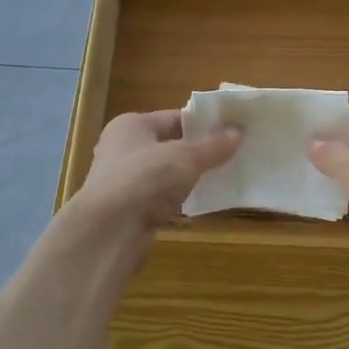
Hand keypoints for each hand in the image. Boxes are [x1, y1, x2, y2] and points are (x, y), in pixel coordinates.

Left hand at [73, 110, 241, 231]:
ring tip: (223, 177)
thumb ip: (213, 146)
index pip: (174, 118)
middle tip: (232, 154)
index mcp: (132, 125)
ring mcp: (124, 180)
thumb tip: (239, 131)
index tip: (231, 130)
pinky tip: (202, 203)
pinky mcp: (128, 209)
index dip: (202, 123)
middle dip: (198, 151)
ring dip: (189, 177)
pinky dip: (179, 200)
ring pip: (165, 173)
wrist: (109, 230)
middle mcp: (123, 148)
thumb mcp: (186, 158)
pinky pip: (160, 198)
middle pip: (169, 145)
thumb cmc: (145, 179)